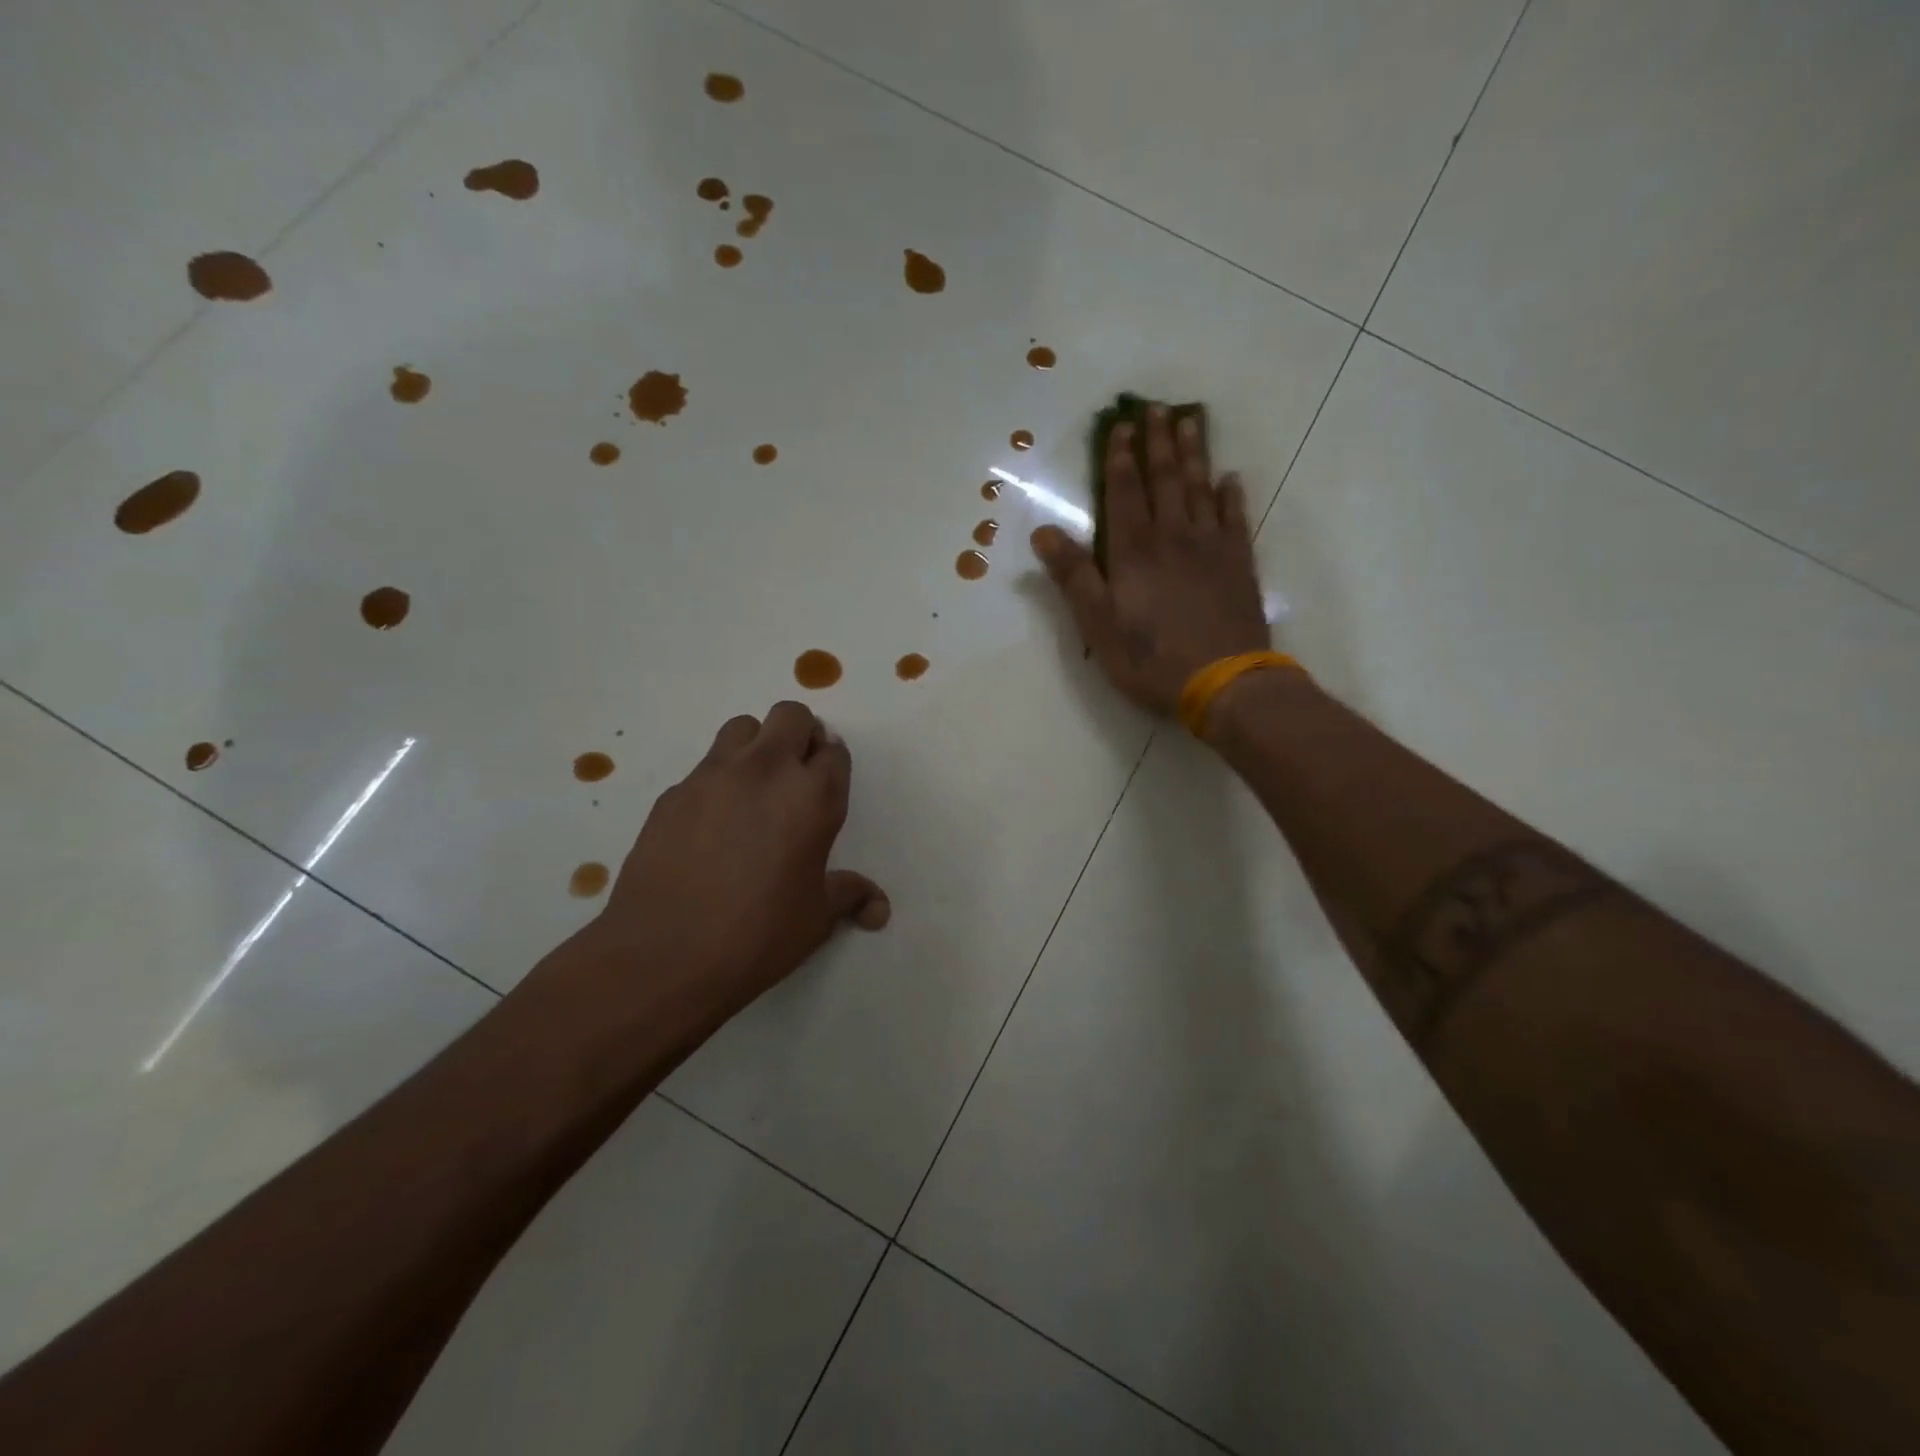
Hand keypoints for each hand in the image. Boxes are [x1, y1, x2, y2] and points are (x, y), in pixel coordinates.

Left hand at [581, 703, 888, 1017]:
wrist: (665, 956)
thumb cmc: (758, 935)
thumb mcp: (816, 917)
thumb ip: (850, 896)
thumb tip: (879, 909)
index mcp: (812, 797)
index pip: (834, 751)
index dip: (833, 765)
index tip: (826, 786)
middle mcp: (766, 771)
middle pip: (790, 716)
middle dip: (800, 735)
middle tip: (795, 776)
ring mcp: (713, 776)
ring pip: (742, 728)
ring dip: (756, 745)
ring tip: (752, 788)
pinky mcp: (673, 793)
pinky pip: (703, 767)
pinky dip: (716, 782)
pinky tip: (710, 825)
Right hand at [1032, 404, 1268, 714]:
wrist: (1225, 682)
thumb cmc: (1151, 658)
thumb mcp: (1097, 624)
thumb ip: (1073, 576)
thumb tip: (1043, 532)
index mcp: (1134, 550)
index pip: (1125, 491)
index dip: (1120, 457)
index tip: (1122, 425)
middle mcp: (1173, 536)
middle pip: (1166, 479)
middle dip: (1159, 442)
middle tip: (1158, 408)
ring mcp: (1212, 547)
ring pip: (1200, 488)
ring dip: (1194, 454)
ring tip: (1191, 422)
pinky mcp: (1240, 564)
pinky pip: (1236, 518)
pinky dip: (1231, 496)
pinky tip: (1231, 479)